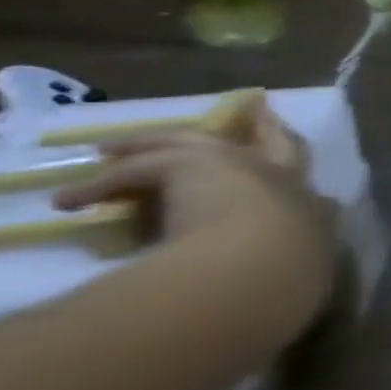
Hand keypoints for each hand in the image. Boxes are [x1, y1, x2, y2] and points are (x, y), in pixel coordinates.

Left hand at [53, 102, 336, 325]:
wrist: (266, 262)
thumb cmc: (292, 274)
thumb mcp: (305, 274)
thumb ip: (301, 268)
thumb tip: (296, 278)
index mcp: (315, 208)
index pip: (311, 188)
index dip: (297, 179)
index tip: (290, 175)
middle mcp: (286, 178)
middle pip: (278, 143)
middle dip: (268, 128)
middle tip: (257, 111)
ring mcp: (244, 164)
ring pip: (198, 142)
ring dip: (159, 144)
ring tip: (119, 149)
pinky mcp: (194, 163)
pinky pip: (140, 168)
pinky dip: (106, 184)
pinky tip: (75, 199)